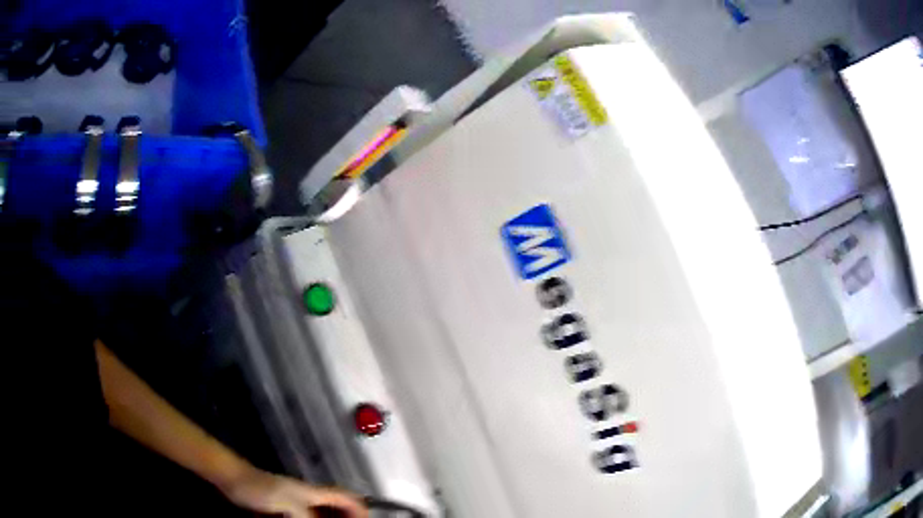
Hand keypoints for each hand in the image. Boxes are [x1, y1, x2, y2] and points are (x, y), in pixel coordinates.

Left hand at [222, 468, 367, 517]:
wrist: (234, 480)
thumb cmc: (263, 489)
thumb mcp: (290, 505)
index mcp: (314, 493)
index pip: (346, 498)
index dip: (360, 509)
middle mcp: (310, 498)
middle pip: (338, 508)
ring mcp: (297, 504)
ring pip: (322, 515)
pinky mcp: (285, 510)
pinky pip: (307, 517)